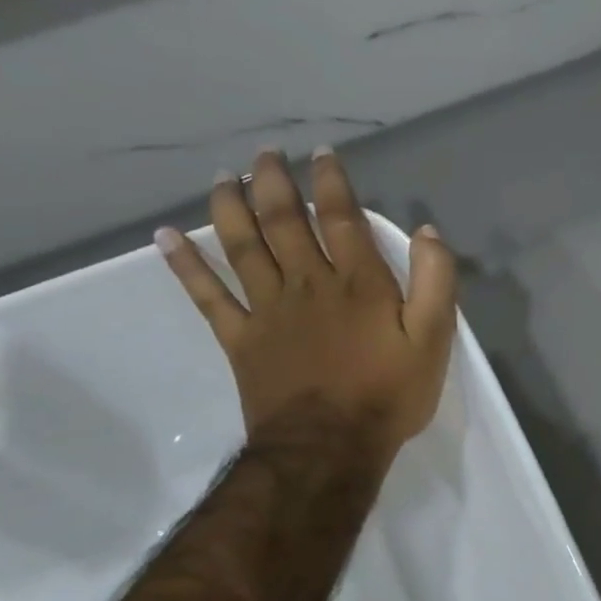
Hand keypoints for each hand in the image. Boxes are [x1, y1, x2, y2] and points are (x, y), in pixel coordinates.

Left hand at [156, 148, 457, 471]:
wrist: (329, 446)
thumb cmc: (389, 393)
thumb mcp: (434, 339)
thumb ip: (434, 282)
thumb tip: (428, 233)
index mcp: (358, 282)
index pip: (342, 218)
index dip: (332, 182)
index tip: (322, 155)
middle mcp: (308, 283)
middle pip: (285, 221)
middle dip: (275, 183)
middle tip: (264, 154)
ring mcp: (268, 309)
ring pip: (243, 246)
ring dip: (230, 208)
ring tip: (222, 177)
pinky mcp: (241, 338)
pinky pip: (207, 295)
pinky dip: (185, 265)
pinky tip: (166, 237)